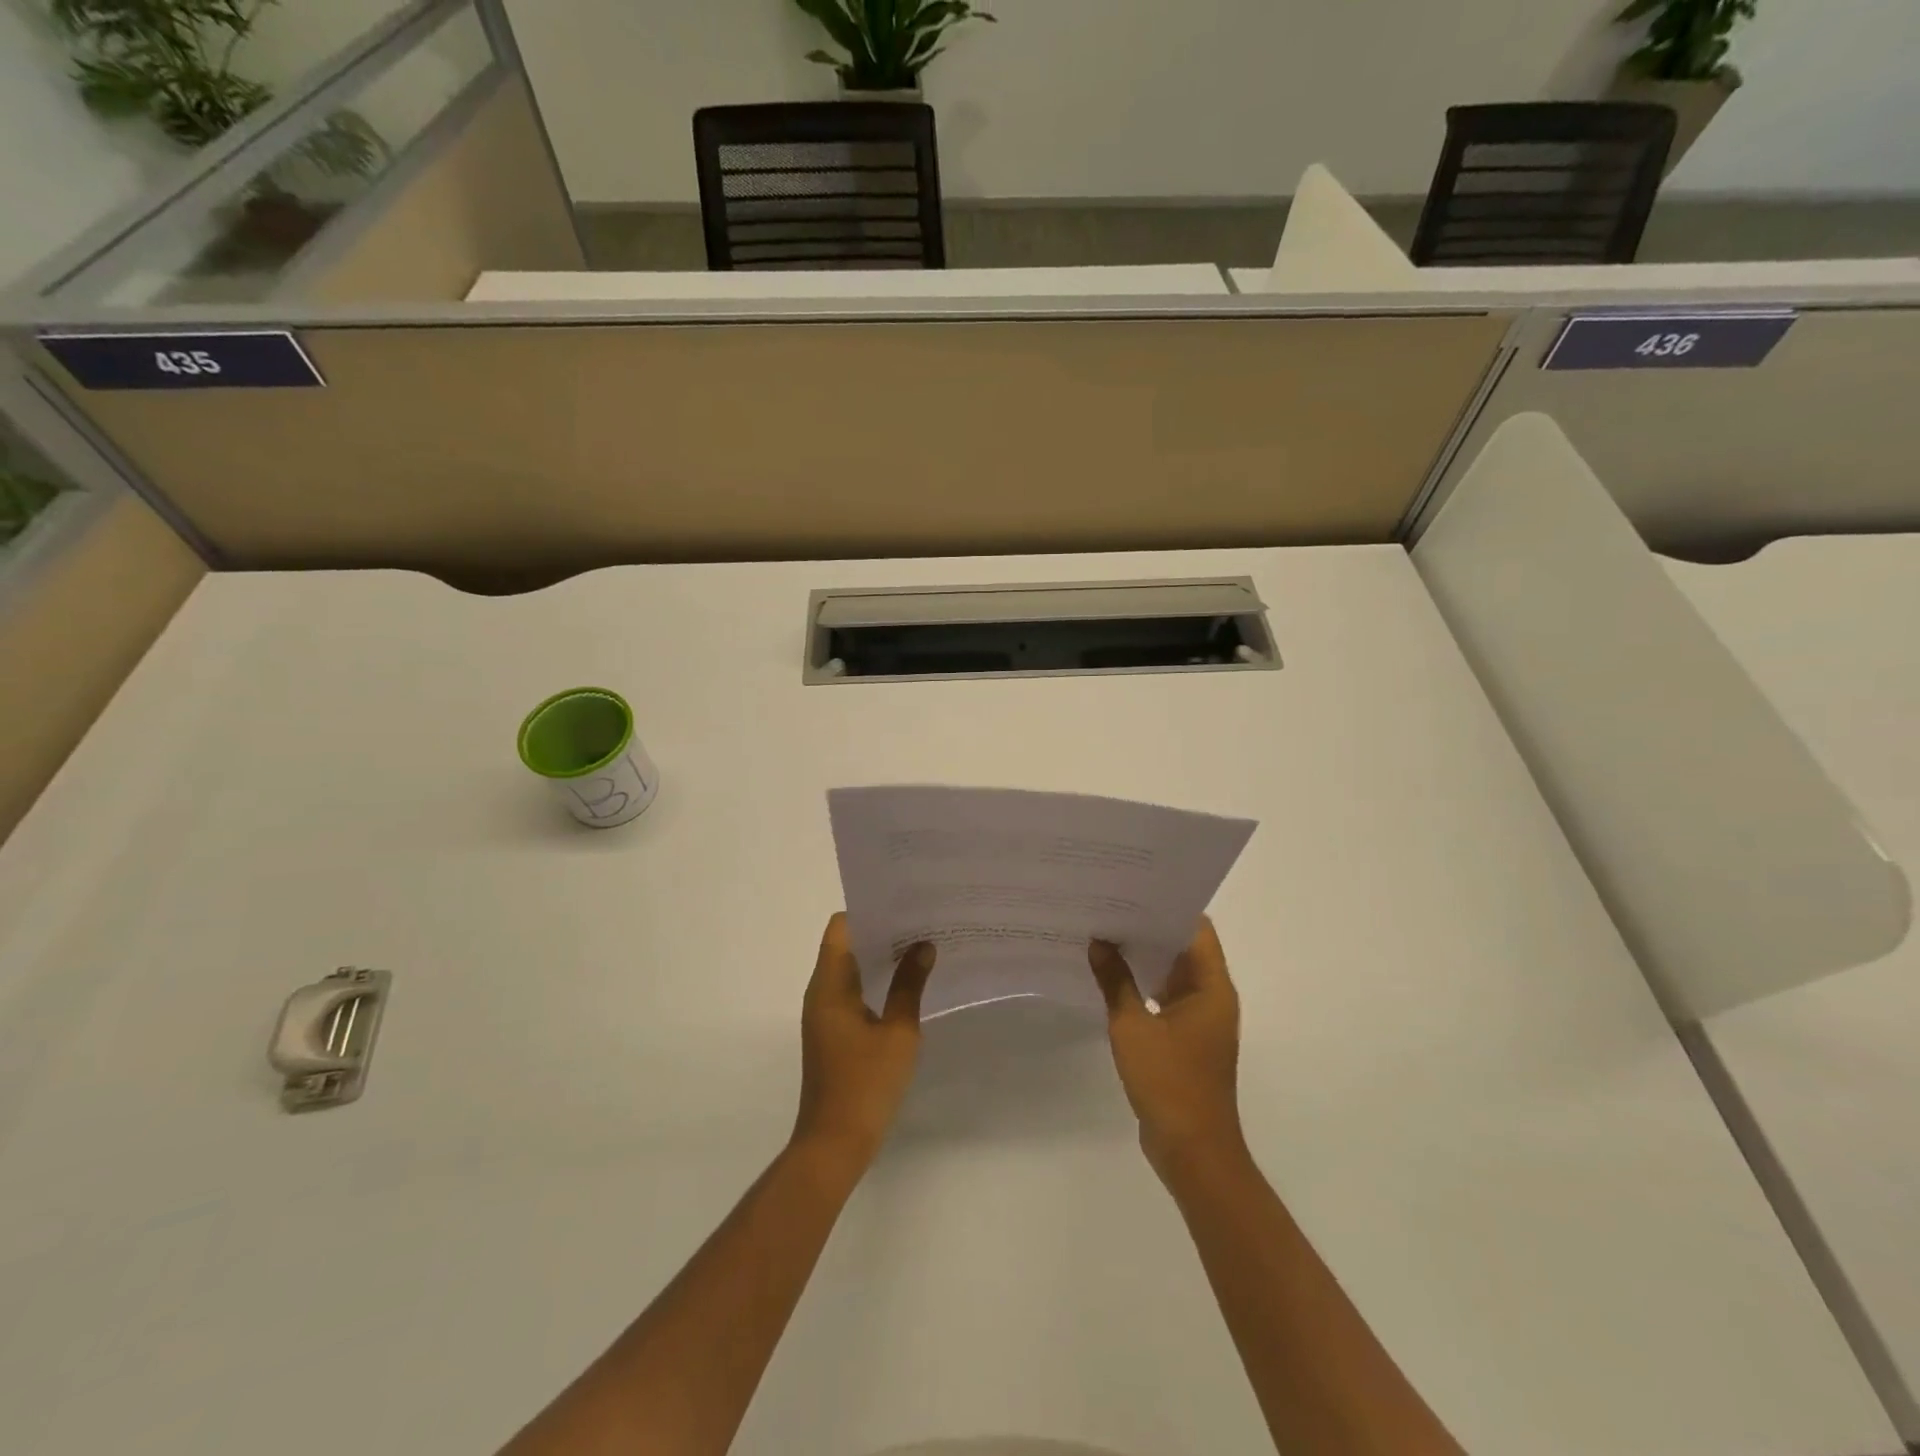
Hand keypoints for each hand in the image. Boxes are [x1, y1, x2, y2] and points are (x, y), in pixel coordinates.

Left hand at [792, 913, 935, 1171]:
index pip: (841, 927)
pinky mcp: (832, 1032)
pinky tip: (907, 985)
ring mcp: (824, 1013)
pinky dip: (876, 981)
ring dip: (879, 957)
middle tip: (921, 922)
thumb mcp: (898, 1032)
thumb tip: (923, 946)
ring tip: (920, 947)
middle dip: (880, 931)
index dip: (869, 911)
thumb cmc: (866, 1084)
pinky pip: (852, 991)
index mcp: (830, 985)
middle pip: (846, 944)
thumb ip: (910, 985)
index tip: (903, 905)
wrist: (834, 1144)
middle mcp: (821, 992)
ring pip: (850, 968)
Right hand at [1089, 919, 1245, 1176]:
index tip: (1134, 888)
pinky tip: (1111, 976)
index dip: (1168, 906)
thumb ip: (1115, 981)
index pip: (1196, 929)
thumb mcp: (1133, 1027)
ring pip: (1173, 973)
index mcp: (1211, 987)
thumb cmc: (1169, 1082)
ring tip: (1105, 932)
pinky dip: (1143, 984)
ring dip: (1144, 957)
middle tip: (1110, 905)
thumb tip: (1099, 941)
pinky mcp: (1186, 1039)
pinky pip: (1165, 998)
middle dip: (1149, 927)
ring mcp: (1200, 1019)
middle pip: (1184, 948)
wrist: (1193, 1150)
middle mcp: (1212, 997)